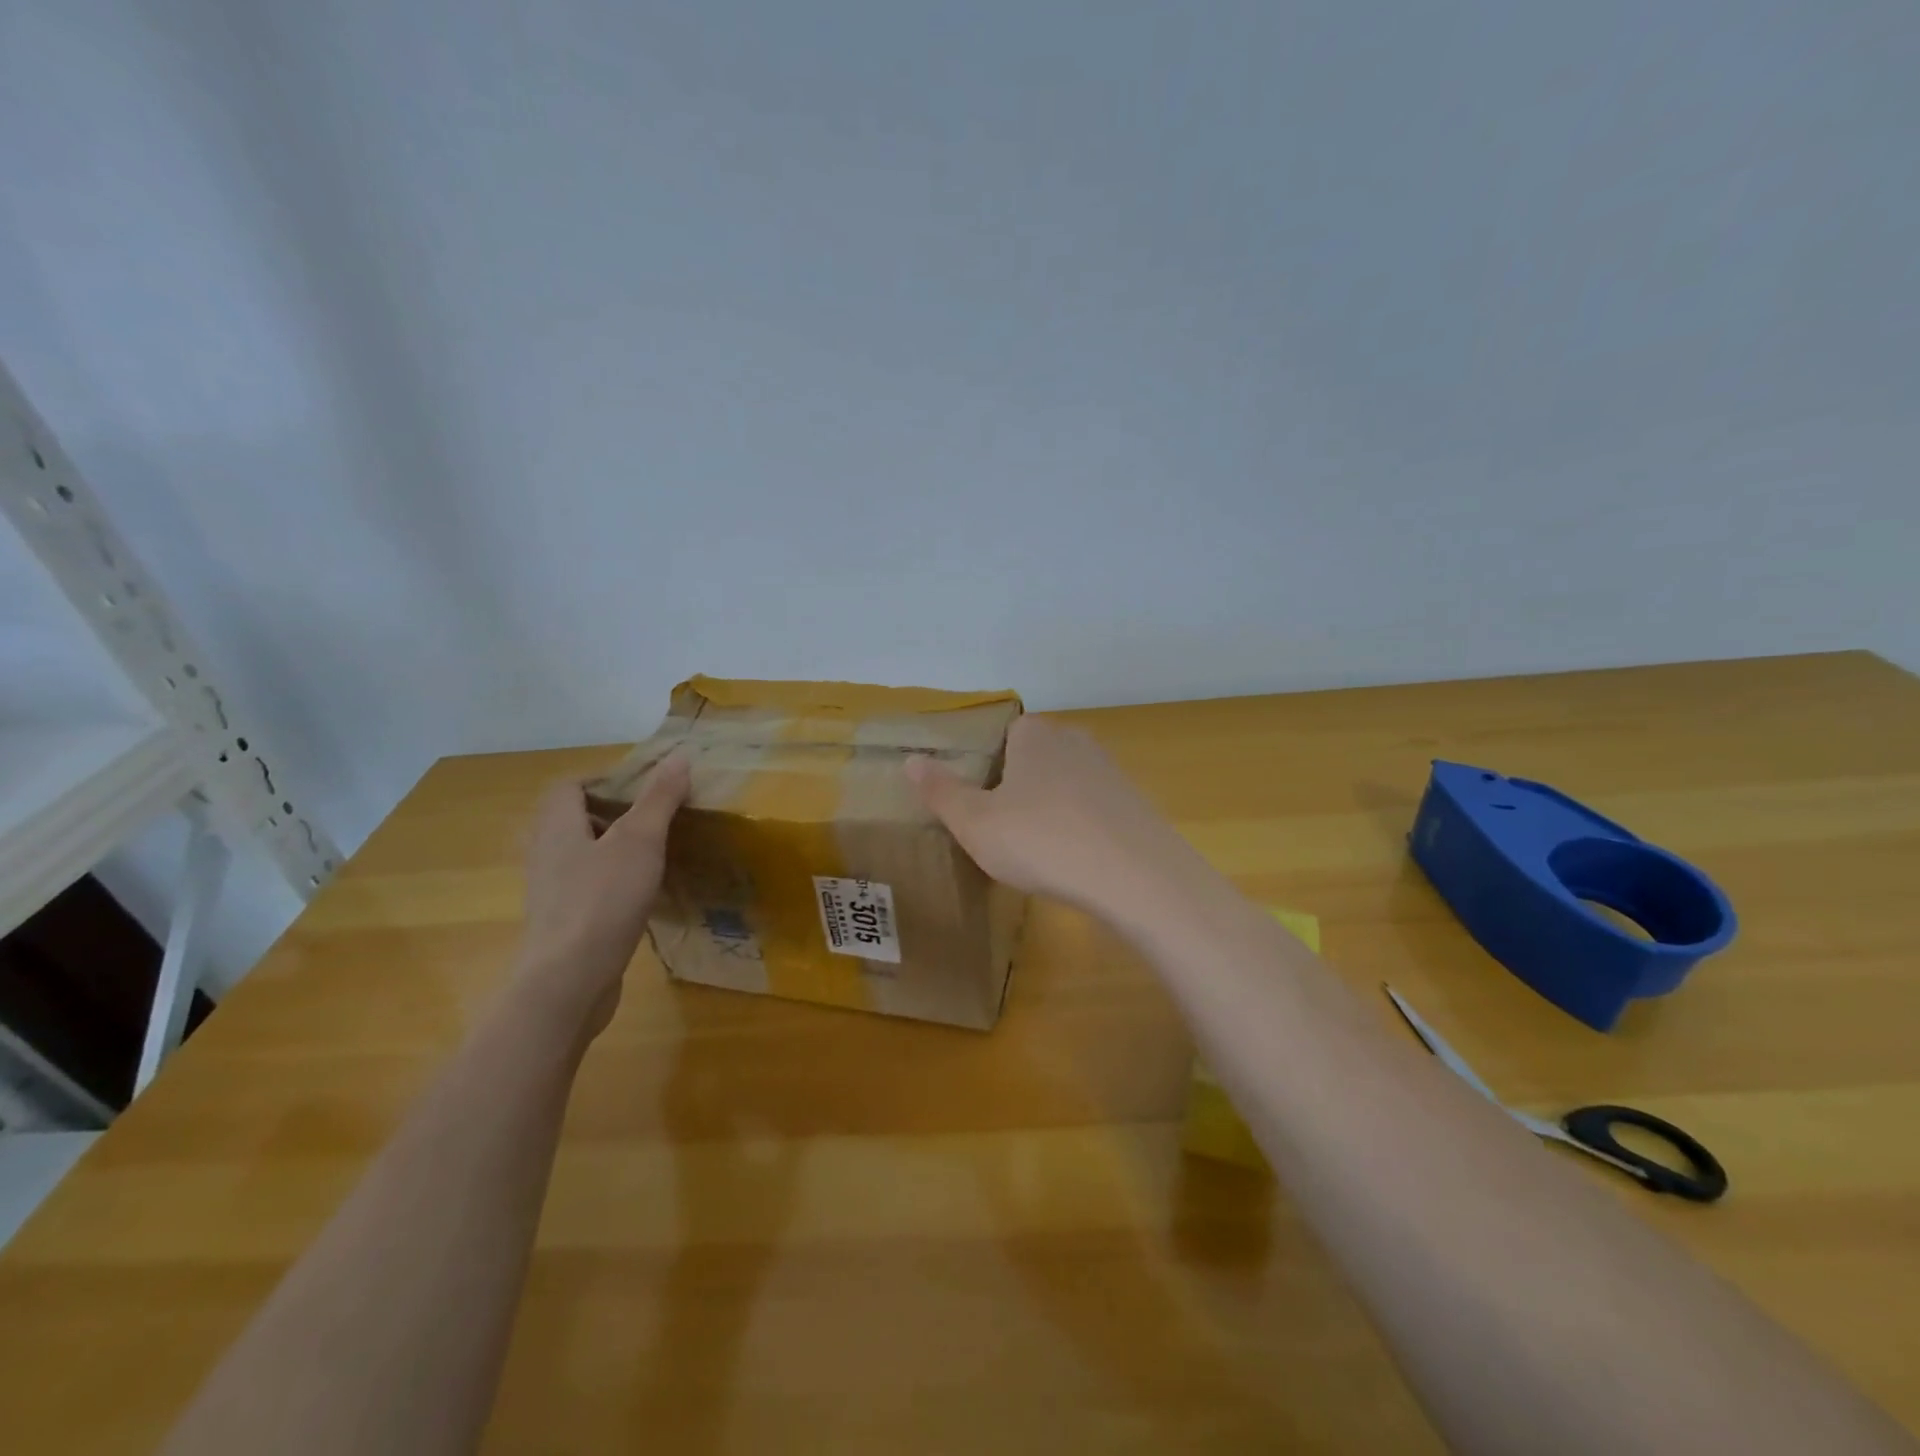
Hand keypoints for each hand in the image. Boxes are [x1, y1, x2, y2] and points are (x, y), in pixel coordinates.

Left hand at [513, 755, 690, 1037]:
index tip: (645, 789)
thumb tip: (679, 756)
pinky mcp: (562, 922)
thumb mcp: (640, 840)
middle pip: (574, 819)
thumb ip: (659, 798)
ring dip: (614, 849)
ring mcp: (551, 891)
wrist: (569, 981)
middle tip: (655, 819)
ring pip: (581, 854)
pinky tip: (642, 895)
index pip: (568, 786)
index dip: (604, 780)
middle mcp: (545, 853)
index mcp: (556, 826)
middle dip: (614, 813)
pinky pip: (586, 887)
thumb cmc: (603, 900)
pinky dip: (612, 882)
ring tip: (655, 854)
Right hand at [904, 715, 1191, 915]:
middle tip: (1005, 825)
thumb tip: (910, 759)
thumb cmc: (1042, 841)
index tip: (982, 798)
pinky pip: (1097, 808)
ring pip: (1070, 781)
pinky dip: (1083, 825)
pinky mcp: (1136, 804)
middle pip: (1040, 753)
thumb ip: (941, 791)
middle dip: (1022, 782)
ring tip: (1039, 845)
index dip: (992, 760)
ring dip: (1054, 805)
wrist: (1135, 876)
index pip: (1009, 730)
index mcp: (1035, 737)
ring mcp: (1111, 772)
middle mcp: (1076, 742)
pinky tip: (1077, 858)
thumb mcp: (976, 823)